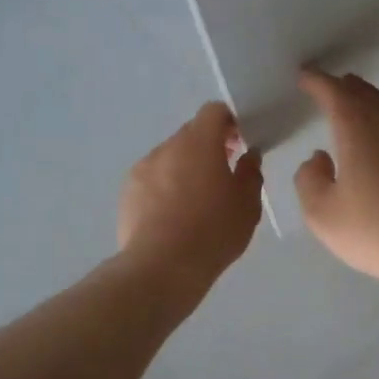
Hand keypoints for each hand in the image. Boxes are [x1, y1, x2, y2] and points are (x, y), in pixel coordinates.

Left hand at [118, 103, 262, 289]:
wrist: (161, 268)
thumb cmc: (213, 232)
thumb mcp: (248, 205)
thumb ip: (251, 173)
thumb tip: (249, 155)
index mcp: (199, 143)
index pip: (214, 111)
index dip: (229, 122)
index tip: (240, 143)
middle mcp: (167, 147)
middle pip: (191, 133)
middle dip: (209, 145)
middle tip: (224, 173)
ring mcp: (143, 169)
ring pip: (170, 156)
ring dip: (186, 166)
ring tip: (197, 200)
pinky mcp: (128, 192)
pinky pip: (152, 178)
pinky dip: (165, 186)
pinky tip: (174, 216)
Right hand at [294, 71, 378, 300]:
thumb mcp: (323, 216)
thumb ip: (310, 180)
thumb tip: (319, 158)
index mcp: (360, 128)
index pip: (334, 91)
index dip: (316, 81)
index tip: (306, 76)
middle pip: (367, 94)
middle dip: (346, 89)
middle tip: (332, 90)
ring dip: (375, 106)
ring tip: (363, 114)